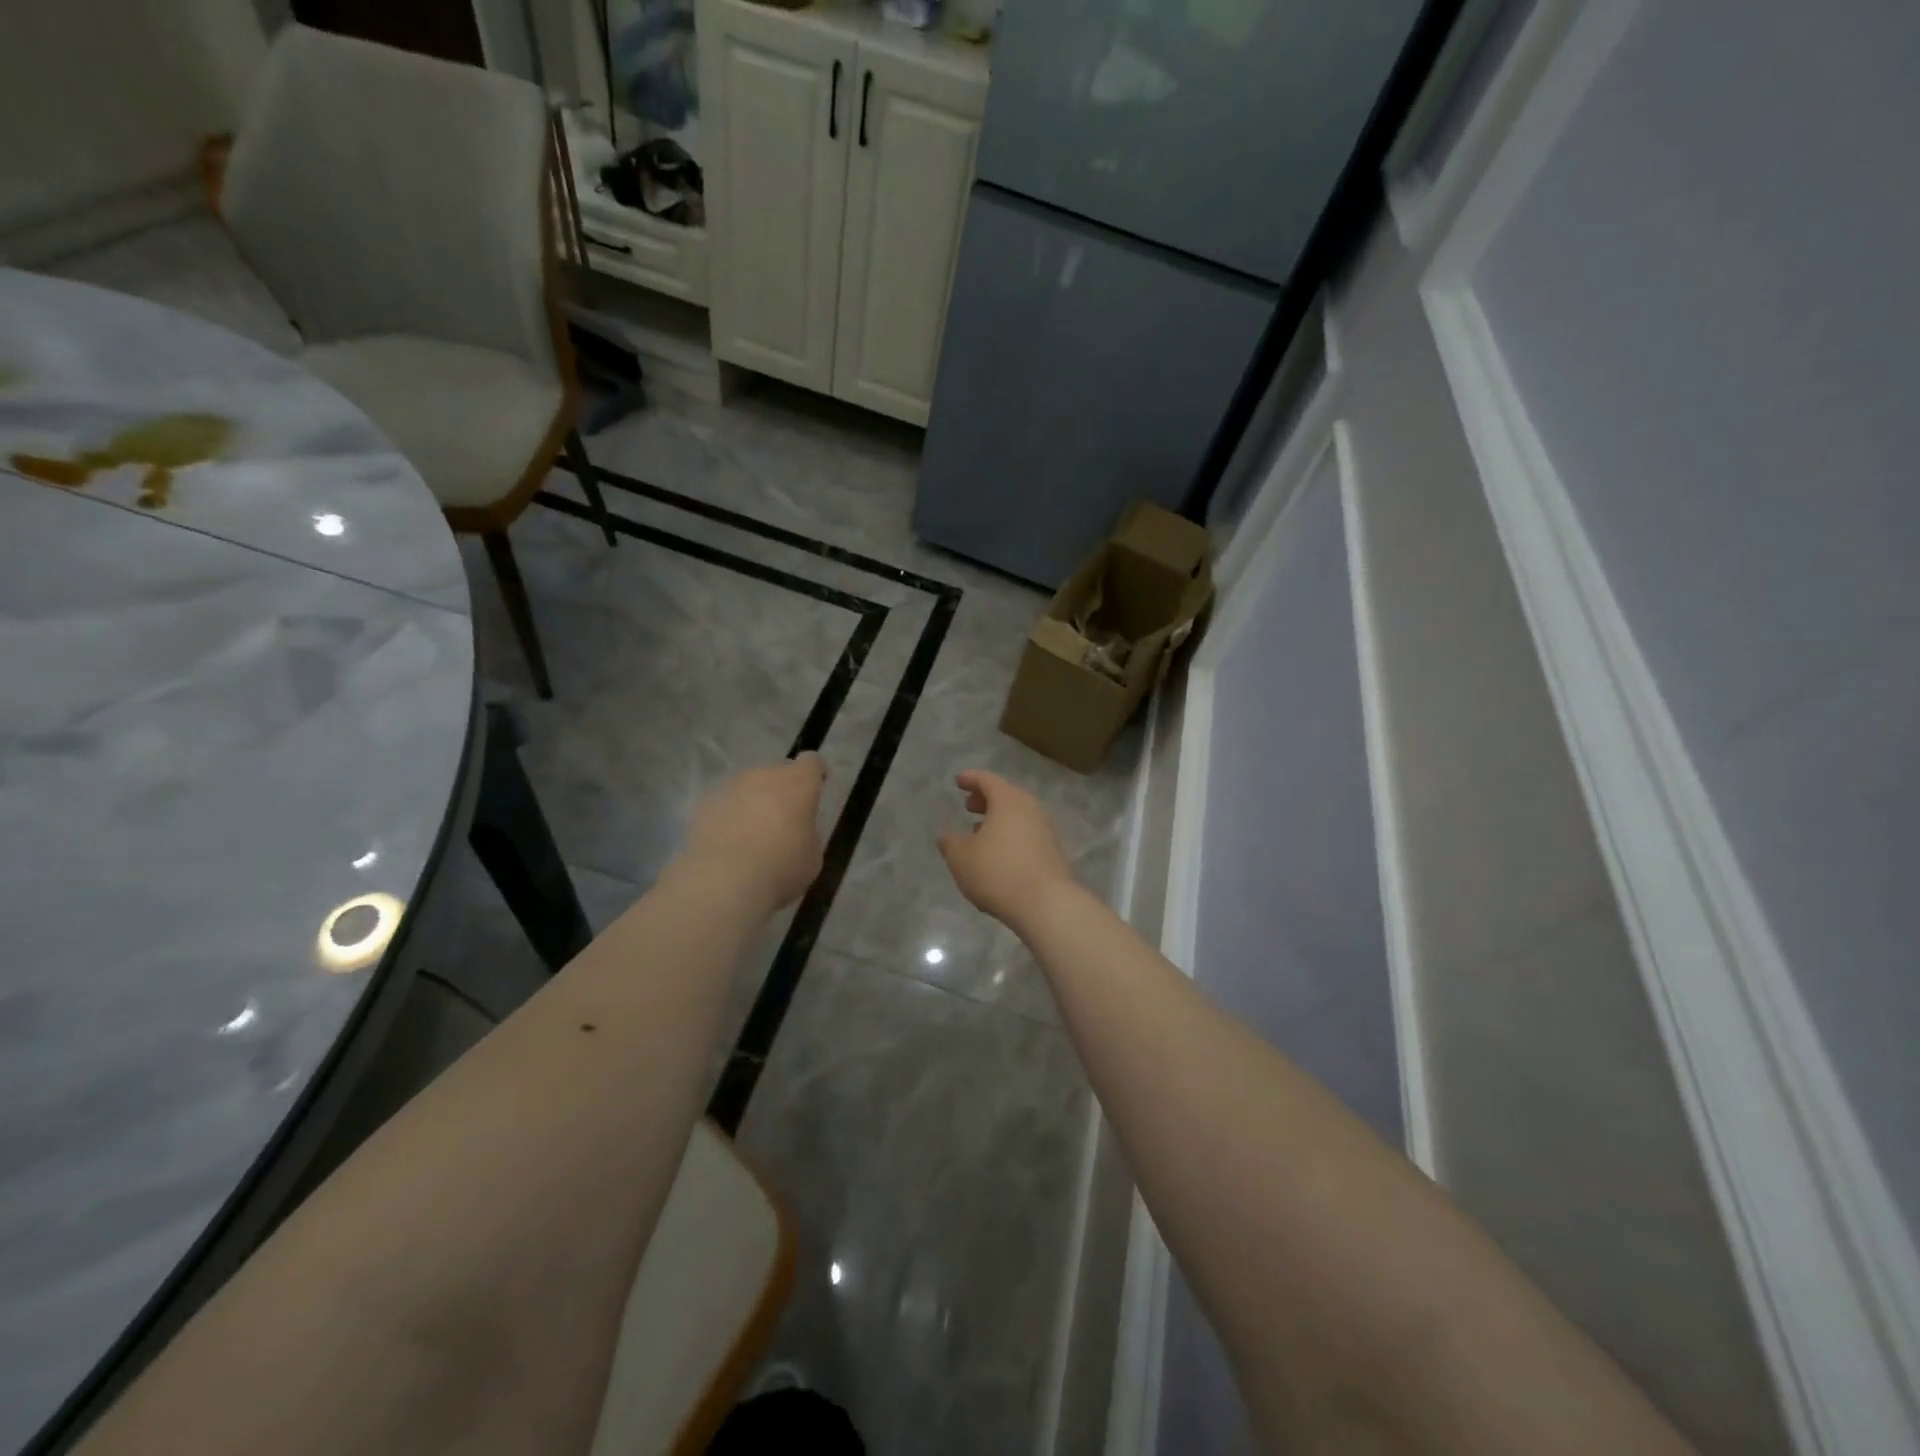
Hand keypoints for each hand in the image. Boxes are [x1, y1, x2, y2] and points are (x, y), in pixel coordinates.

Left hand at [683, 754, 826, 907]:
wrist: (723, 879)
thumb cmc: (781, 866)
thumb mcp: (812, 855)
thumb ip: (808, 834)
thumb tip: (798, 831)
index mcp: (798, 782)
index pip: (811, 762)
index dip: (815, 774)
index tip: (816, 788)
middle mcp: (764, 775)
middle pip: (777, 773)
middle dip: (781, 791)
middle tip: (783, 821)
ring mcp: (731, 787)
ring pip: (748, 788)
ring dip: (753, 803)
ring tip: (753, 836)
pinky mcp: (704, 805)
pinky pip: (724, 806)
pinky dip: (728, 818)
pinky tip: (728, 845)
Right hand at [937, 770, 1075, 927]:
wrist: (1046, 904)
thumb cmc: (997, 872)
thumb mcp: (961, 858)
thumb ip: (951, 843)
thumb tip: (947, 836)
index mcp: (1008, 801)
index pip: (988, 780)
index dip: (971, 779)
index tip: (959, 781)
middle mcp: (1031, 809)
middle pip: (1007, 795)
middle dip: (986, 799)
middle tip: (969, 806)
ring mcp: (1046, 830)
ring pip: (1019, 815)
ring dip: (999, 818)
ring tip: (980, 831)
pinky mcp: (1053, 851)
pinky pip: (1028, 832)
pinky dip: (1011, 834)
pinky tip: (999, 852)